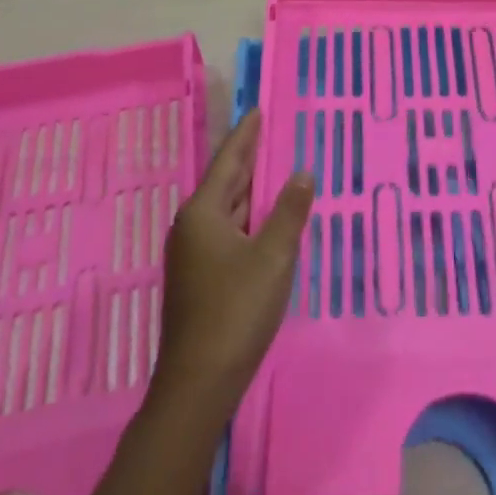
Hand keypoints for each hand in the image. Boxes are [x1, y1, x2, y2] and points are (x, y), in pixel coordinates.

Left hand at [152, 113, 312, 413]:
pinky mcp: (201, 277)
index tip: (257, 111)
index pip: (229, 161)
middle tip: (270, 132)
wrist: (198, 383)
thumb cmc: (235, 310)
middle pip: (225, 183)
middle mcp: (192, 227)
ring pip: (227, 209)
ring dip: (249, 189)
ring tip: (273, 167)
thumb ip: (289, 211)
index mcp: (203, 213)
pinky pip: (228, 230)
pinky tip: (264, 218)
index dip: (246, 135)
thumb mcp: (272, 256)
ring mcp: (194, 254)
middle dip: (247, 158)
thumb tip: (303, 173)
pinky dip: (248, 216)